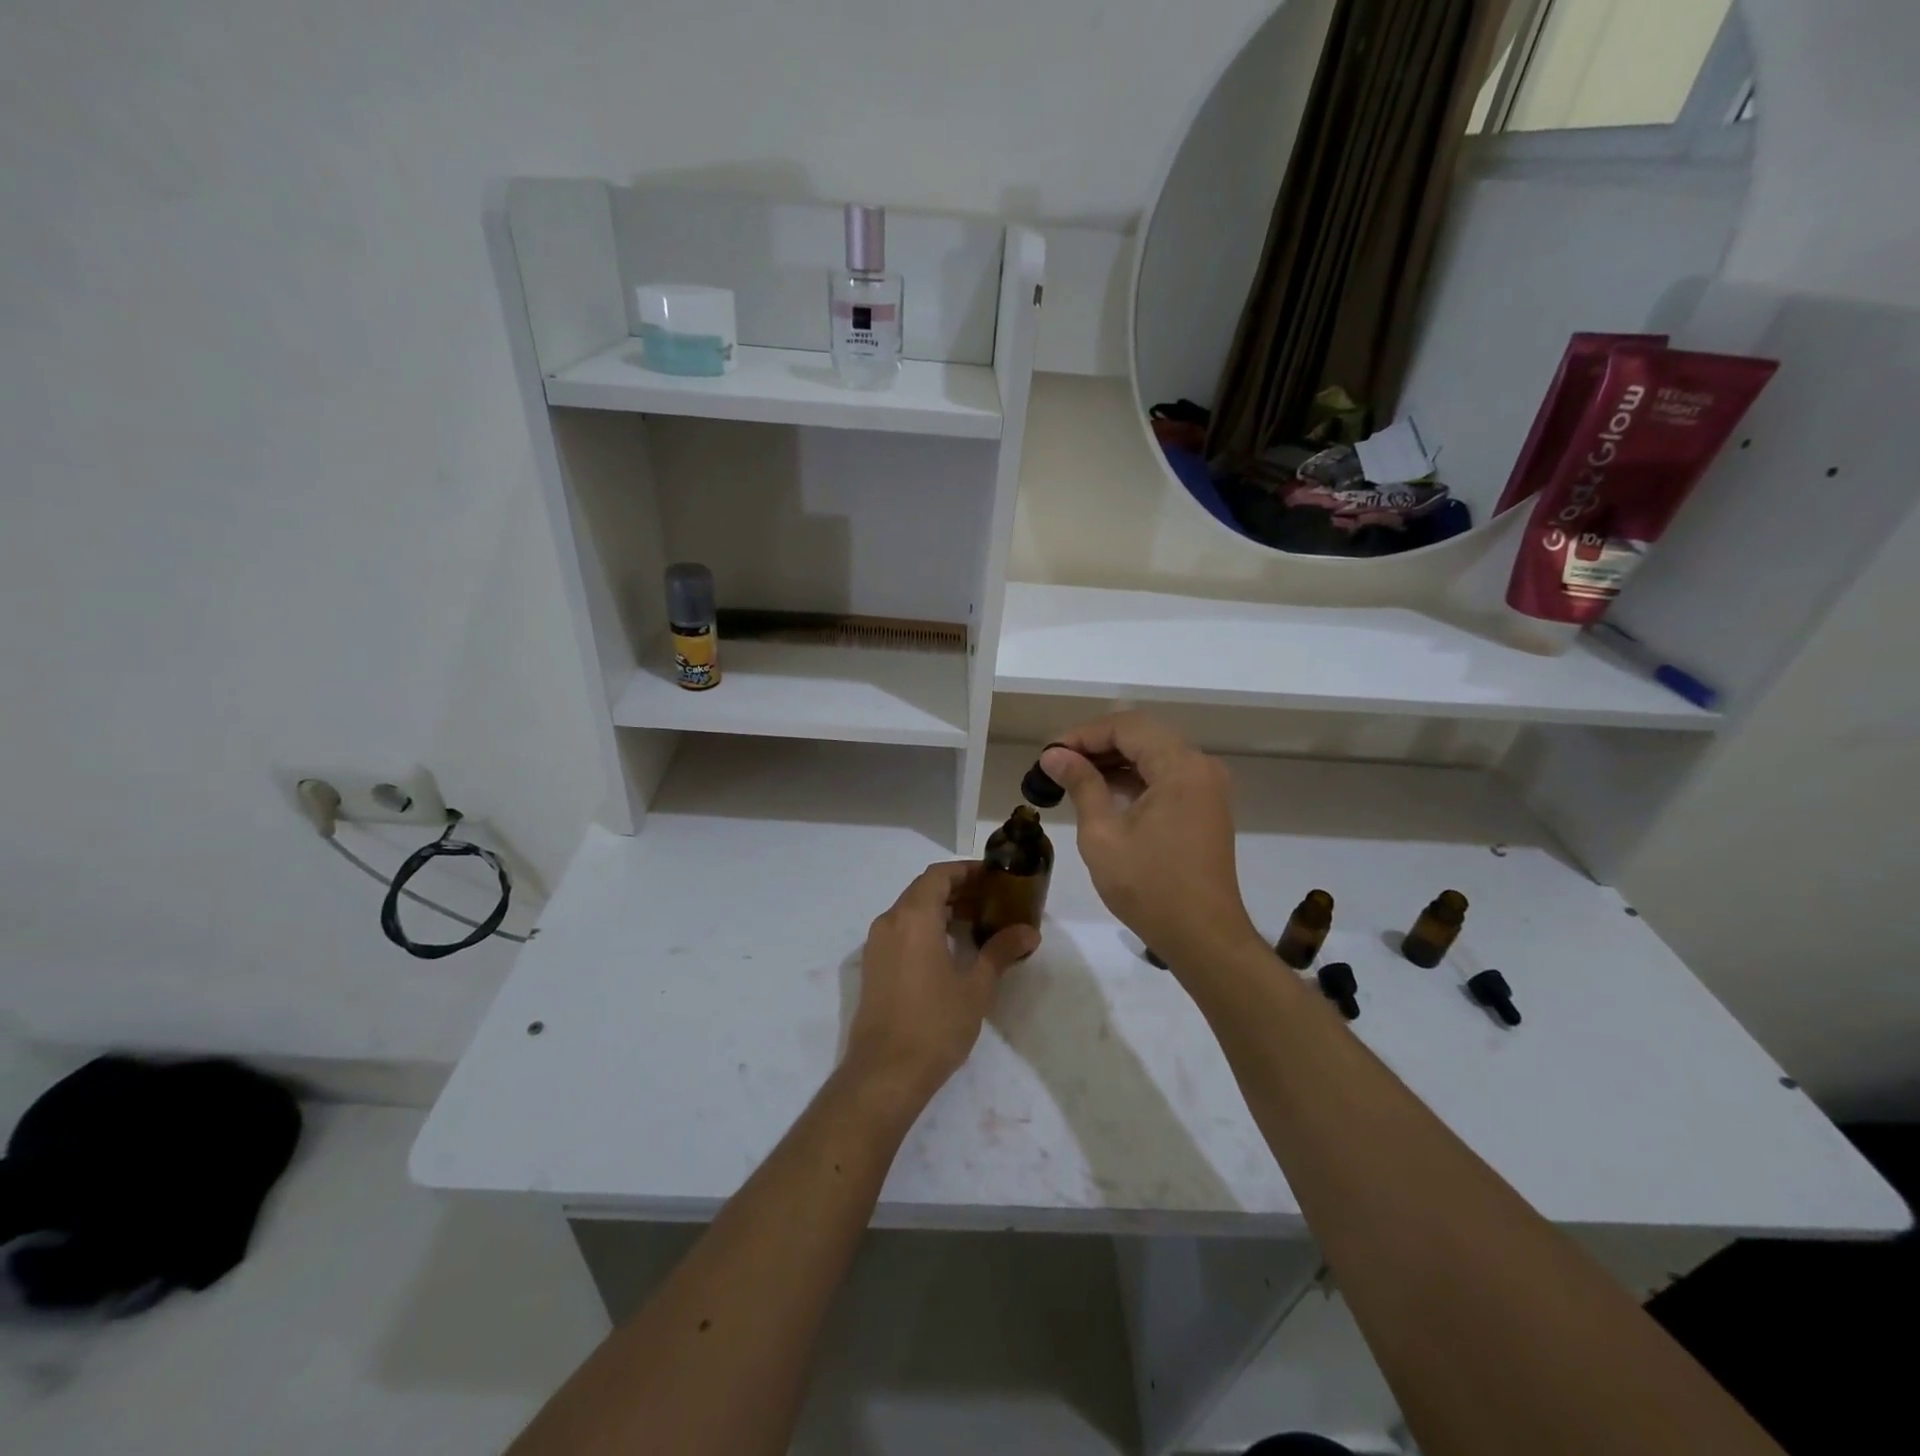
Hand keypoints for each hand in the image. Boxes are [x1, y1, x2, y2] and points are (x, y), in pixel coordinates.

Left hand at [844, 861, 1038, 1104]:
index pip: (939, 875)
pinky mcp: (874, 966)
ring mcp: (877, 944)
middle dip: (957, 889)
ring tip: (977, 922)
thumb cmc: (935, 1024)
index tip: (994, 877)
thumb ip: (1000, 951)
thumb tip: (1029, 932)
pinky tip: (950, 948)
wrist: (885, 1072)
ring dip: (941, 909)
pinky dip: (926, 927)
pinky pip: (901, 930)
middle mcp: (890, 921)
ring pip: (911, 910)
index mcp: (913, 917)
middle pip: (924, 889)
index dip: (967, 870)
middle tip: (992, 900)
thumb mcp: (975, 986)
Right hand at [1040, 713, 1262, 973]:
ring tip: (1072, 775)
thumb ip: (1081, 784)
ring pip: (1154, 753)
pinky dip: (1134, 776)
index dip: (1083, 734)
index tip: (1049, 754)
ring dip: (1114, 759)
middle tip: (1056, 762)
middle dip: (1096, 743)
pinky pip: (1166, 775)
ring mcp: (1207, 786)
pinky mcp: (1206, 805)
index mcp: (1181, 767)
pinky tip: (1103, 791)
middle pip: (1142, 734)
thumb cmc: (1149, 887)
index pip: (1126, 727)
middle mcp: (1201, 766)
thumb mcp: (1103, 834)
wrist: (1203, 937)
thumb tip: (1054, 755)